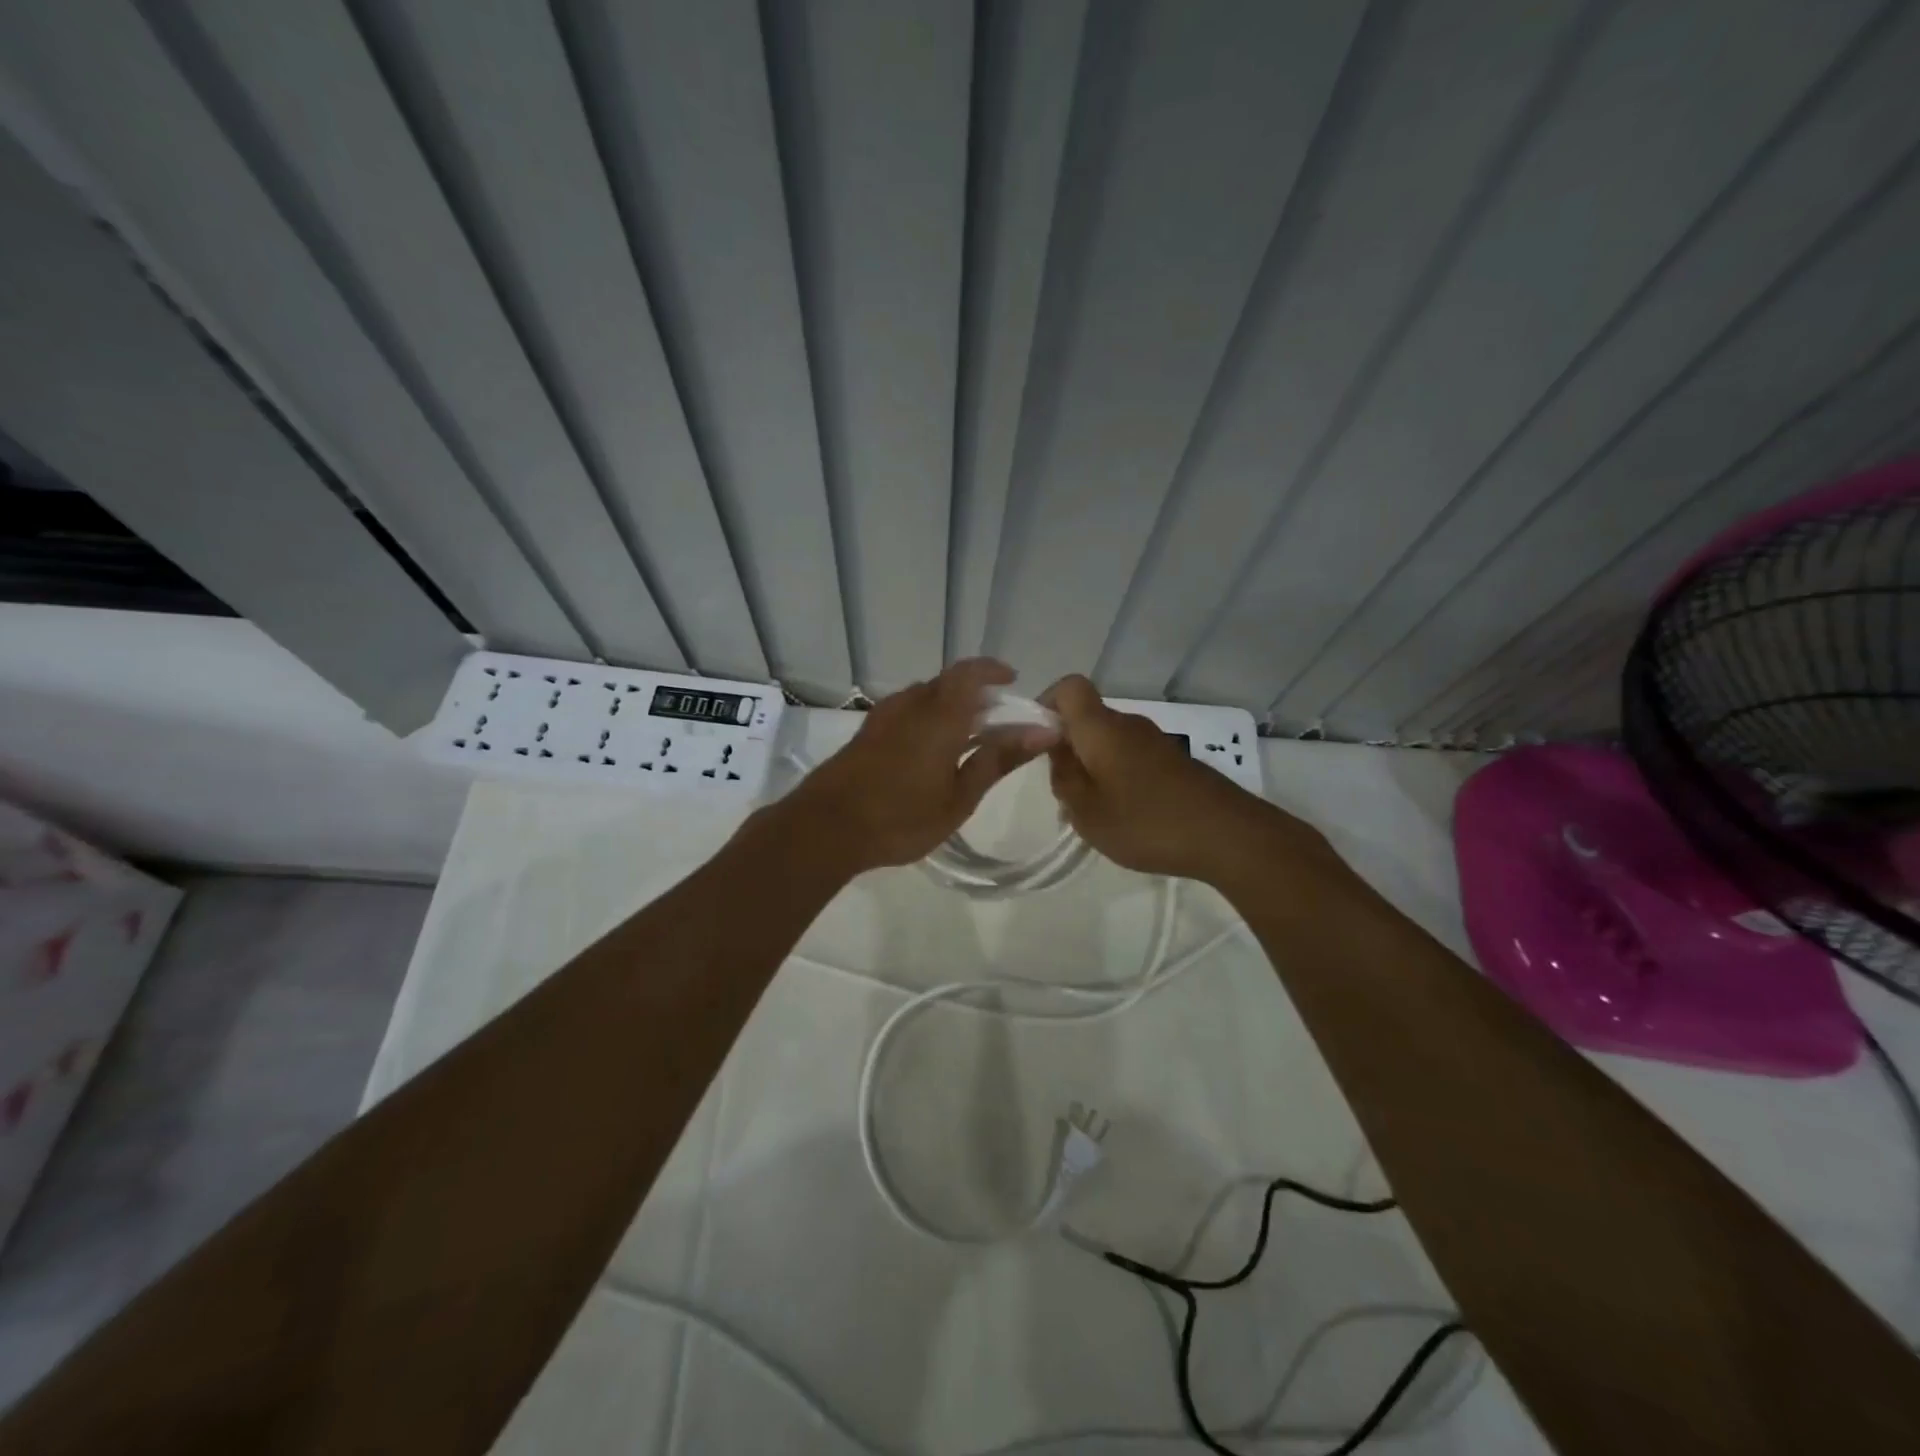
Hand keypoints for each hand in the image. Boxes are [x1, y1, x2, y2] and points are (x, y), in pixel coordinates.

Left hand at [790, 659, 1057, 873]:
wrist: (825, 828)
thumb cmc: (900, 817)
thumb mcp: (959, 797)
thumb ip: (998, 760)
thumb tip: (1042, 732)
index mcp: (939, 715)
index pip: (970, 673)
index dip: (993, 671)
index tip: (1013, 682)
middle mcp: (911, 705)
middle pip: (948, 683)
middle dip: (977, 693)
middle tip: (998, 719)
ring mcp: (884, 717)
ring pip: (925, 696)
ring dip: (951, 705)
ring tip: (969, 736)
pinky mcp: (867, 733)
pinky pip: (907, 710)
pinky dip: (929, 717)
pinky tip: (932, 749)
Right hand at [1042, 675, 1327, 885]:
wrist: (1228, 836)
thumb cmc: (1146, 821)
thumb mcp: (1086, 811)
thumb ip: (1063, 778)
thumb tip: (1056, 751)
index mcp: (1101, 728)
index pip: (1069, 687)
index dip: (1047, 703)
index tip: (1037, 740)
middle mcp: (1129, 724)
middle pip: (1089, 719)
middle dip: (1068, 748)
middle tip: (1063, 791)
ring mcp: (1157, 742)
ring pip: (1111, 742)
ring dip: (1094, 767)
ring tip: (1095, 812)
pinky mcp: (1176, 762)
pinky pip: (1134, 758)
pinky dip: (1120, 777)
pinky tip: (1128, 816)